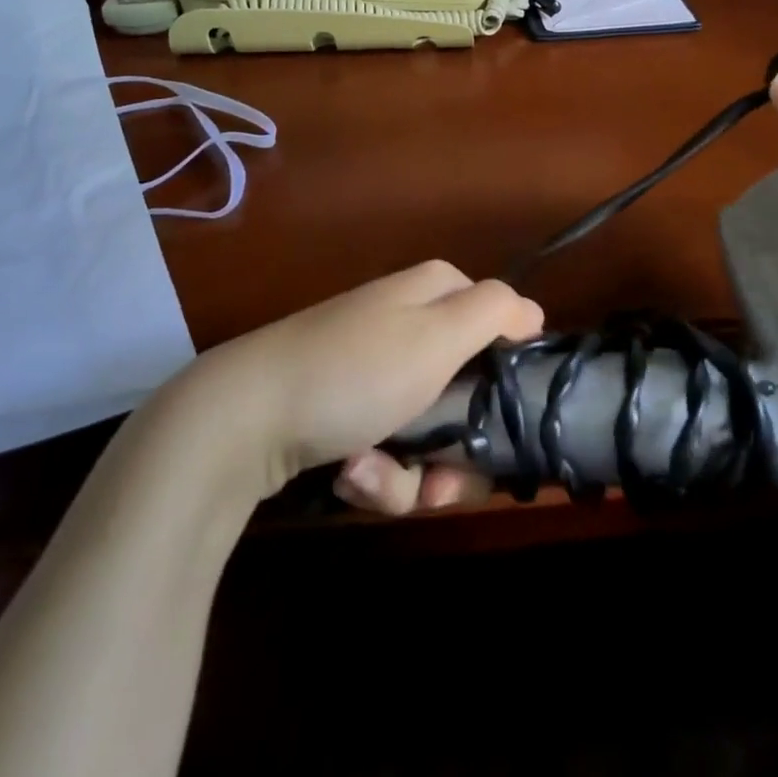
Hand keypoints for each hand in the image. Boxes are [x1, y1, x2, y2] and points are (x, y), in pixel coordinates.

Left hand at [191, 260, 543, 512]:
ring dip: (411, 473)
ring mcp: (375, 371)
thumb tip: (534, 312)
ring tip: (369, 476)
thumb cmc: (354, 372)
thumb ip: (494, 312)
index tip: (504, 426)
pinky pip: (389, 449)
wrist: (243, 419)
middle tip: (439, 481)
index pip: (500, 327)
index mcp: (433, 294)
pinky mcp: (345, 411)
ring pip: (431, 435)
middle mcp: (408, 326)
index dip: (507, 379)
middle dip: (456, 451)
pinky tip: (348, 476)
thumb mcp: (437, 334)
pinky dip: (375, 473)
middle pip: (469, 396)